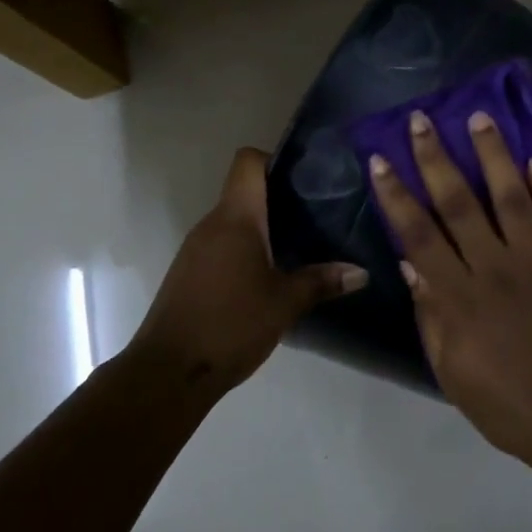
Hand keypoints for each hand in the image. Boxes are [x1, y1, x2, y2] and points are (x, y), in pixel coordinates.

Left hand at [127, 148, 365, 395]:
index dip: (276, 159)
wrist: (169, 371)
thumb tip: (362, 272)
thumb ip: (322, 281)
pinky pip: (224, 245)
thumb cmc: (230, 325)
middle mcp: (211, 224)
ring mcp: (196, 248)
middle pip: (245, 191)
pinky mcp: (190, 272)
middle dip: (281, 199)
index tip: (307, 178)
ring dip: (265, 228)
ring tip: (302, 245)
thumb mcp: (285, 303)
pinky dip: (248, 250)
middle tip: (320, 215)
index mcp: (235, 219)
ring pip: (235, 221)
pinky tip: (272, 274)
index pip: (248, 162)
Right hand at [368, 109, 531, 456]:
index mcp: (459, 295)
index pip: (418, 234)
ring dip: (494, 155)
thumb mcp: (450, 370)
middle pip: (459, 203)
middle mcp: (495, 267)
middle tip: (422, 120)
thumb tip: (411, 266)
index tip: (381, 160)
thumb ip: (430, 315)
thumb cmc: (505, 403)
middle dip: (436, 159)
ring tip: (481, 118)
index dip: (396, 195)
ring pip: (513, 197)